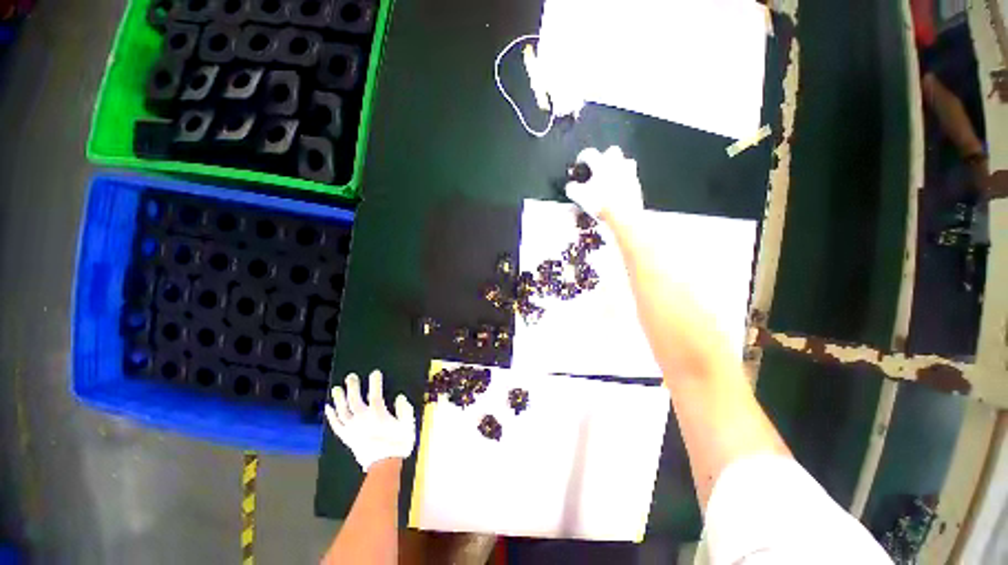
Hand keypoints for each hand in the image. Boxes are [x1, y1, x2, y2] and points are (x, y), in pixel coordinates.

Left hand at [325, 370, 415, 472]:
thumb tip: (400, 397)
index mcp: (378, 414)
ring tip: (336, 389)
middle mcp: (362, 418)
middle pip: (354, 399)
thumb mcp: (408, 424)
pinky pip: (336, 424)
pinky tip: (328, 407)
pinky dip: (331, 415)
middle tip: (350, 376)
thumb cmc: (398, 443)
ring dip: (339, 398)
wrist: (384, 465)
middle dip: (352, 386)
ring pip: (342, 410)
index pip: (375, 393)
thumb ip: (405, 409)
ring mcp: (352, 428)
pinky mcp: (346, 437)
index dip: (375, 381)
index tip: (375, 372)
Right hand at [564, 146, 643, 222]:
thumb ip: (572, 188)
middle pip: (611, 152)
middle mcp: (617, 164)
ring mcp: (629, 173)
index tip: (580, 163)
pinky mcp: (636, 184)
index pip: (589, 153)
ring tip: (608, 179)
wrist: (624, 216)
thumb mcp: (579, 197)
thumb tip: (571, 186)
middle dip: (604, 157)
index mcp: (602, 164)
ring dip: (616, 168)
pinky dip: (623, 181)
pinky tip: (616, 191)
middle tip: (597, 168)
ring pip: (624, 163)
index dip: (582, 157)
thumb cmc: (602, 204)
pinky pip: (630, 177)